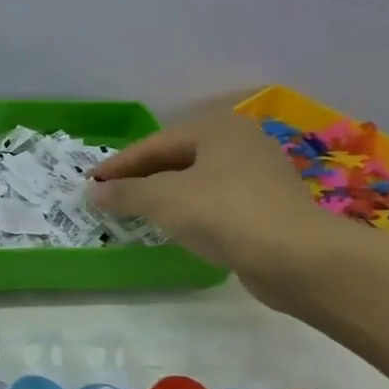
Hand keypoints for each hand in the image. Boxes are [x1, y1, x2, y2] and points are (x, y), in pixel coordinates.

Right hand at [86, 113, 331, 280]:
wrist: (298, 259)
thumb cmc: (225, 213)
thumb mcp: (163, 199)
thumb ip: (124, 192)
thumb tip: (93, 193)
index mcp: (217, 129)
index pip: (153, 144)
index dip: (118, 165)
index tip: (90, 183)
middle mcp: (239, 143)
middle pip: (175, 159)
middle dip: (140, 178)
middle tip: (109, 196)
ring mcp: (257, 175)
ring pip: (194, 181)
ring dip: (162, 195)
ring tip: (134, 212)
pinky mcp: (265, 207)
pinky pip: (213, 201)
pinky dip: (187, 210)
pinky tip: (173, 226)